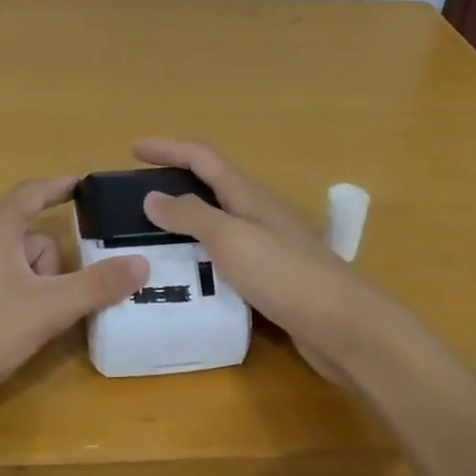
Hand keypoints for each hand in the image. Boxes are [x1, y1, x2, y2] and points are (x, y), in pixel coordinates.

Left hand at [0, 178, 148, 411]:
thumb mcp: (49, 309)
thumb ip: (97, 285)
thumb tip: (142, 263)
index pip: (33, 192)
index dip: (61, 187)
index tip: (82, 184)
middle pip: (23, 236)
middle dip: (46, 265)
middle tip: (51, 303)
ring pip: (1, 260)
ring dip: (23, 283)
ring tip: (23, 324)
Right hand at [132, 140, 383, 377]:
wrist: (342, 326)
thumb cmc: (284, 274)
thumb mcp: (230, 238)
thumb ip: (191, 216)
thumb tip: (153, 196)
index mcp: (248, 195)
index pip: (202, 157)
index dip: (168, 148)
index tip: (133, 149)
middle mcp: (259, 213)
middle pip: (211, 187)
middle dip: (174, 184)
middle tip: (136, 199)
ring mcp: (268, 246)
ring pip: (218, 224)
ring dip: (185, 224)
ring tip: (150, 238)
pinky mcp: (272, 278)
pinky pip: (226, 257)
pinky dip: (201, 257)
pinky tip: (186, 277)